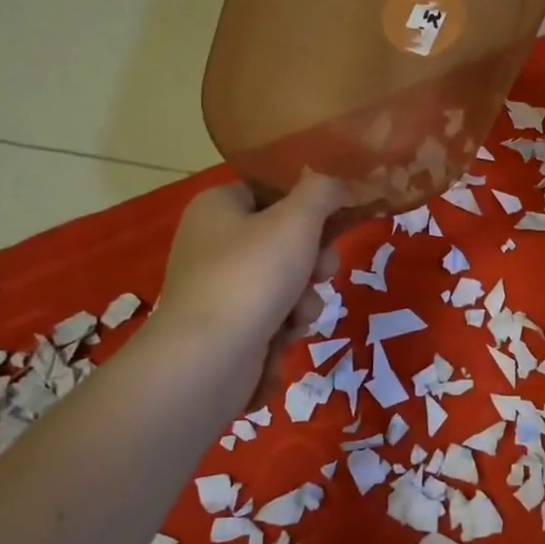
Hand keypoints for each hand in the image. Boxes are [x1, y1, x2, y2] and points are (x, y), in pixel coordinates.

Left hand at [154, 173, 345, 405]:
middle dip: (313, 262)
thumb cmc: (251, 276)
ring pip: (285, 282)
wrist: (207, 360)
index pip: (272, 192)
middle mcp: (212, 242)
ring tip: (299, 315)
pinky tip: (284, 337)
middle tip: (321, 273)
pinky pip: (271, 315)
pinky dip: (284, 325)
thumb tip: (337, 184)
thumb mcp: (298, 220)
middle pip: (284, 240)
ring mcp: (218, 287)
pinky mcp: (225, 327)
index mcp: (218, 206)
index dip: (307, 208)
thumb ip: (323, 191)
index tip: (334, 224)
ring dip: (304, 299)